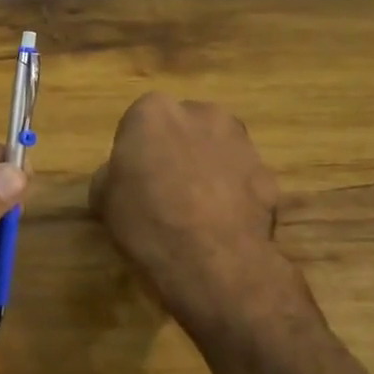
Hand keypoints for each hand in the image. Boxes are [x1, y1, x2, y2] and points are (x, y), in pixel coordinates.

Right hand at [90, 94, 299, 349]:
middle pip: (183, 128)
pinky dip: (233, 194)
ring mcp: (241, 143)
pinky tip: (222, 225)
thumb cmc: (146, 220)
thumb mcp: (103, 199)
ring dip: (207, 169)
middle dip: (176, 150)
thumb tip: (122, 179)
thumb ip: (113, 176)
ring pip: (217, 150)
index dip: (135, 152)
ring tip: (196, 211)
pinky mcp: (269, 175)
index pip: (139, 123)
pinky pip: (242, 179)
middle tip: (165, 189)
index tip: (133, 179)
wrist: (212, 261)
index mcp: (154, 112)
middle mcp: (202, 114)